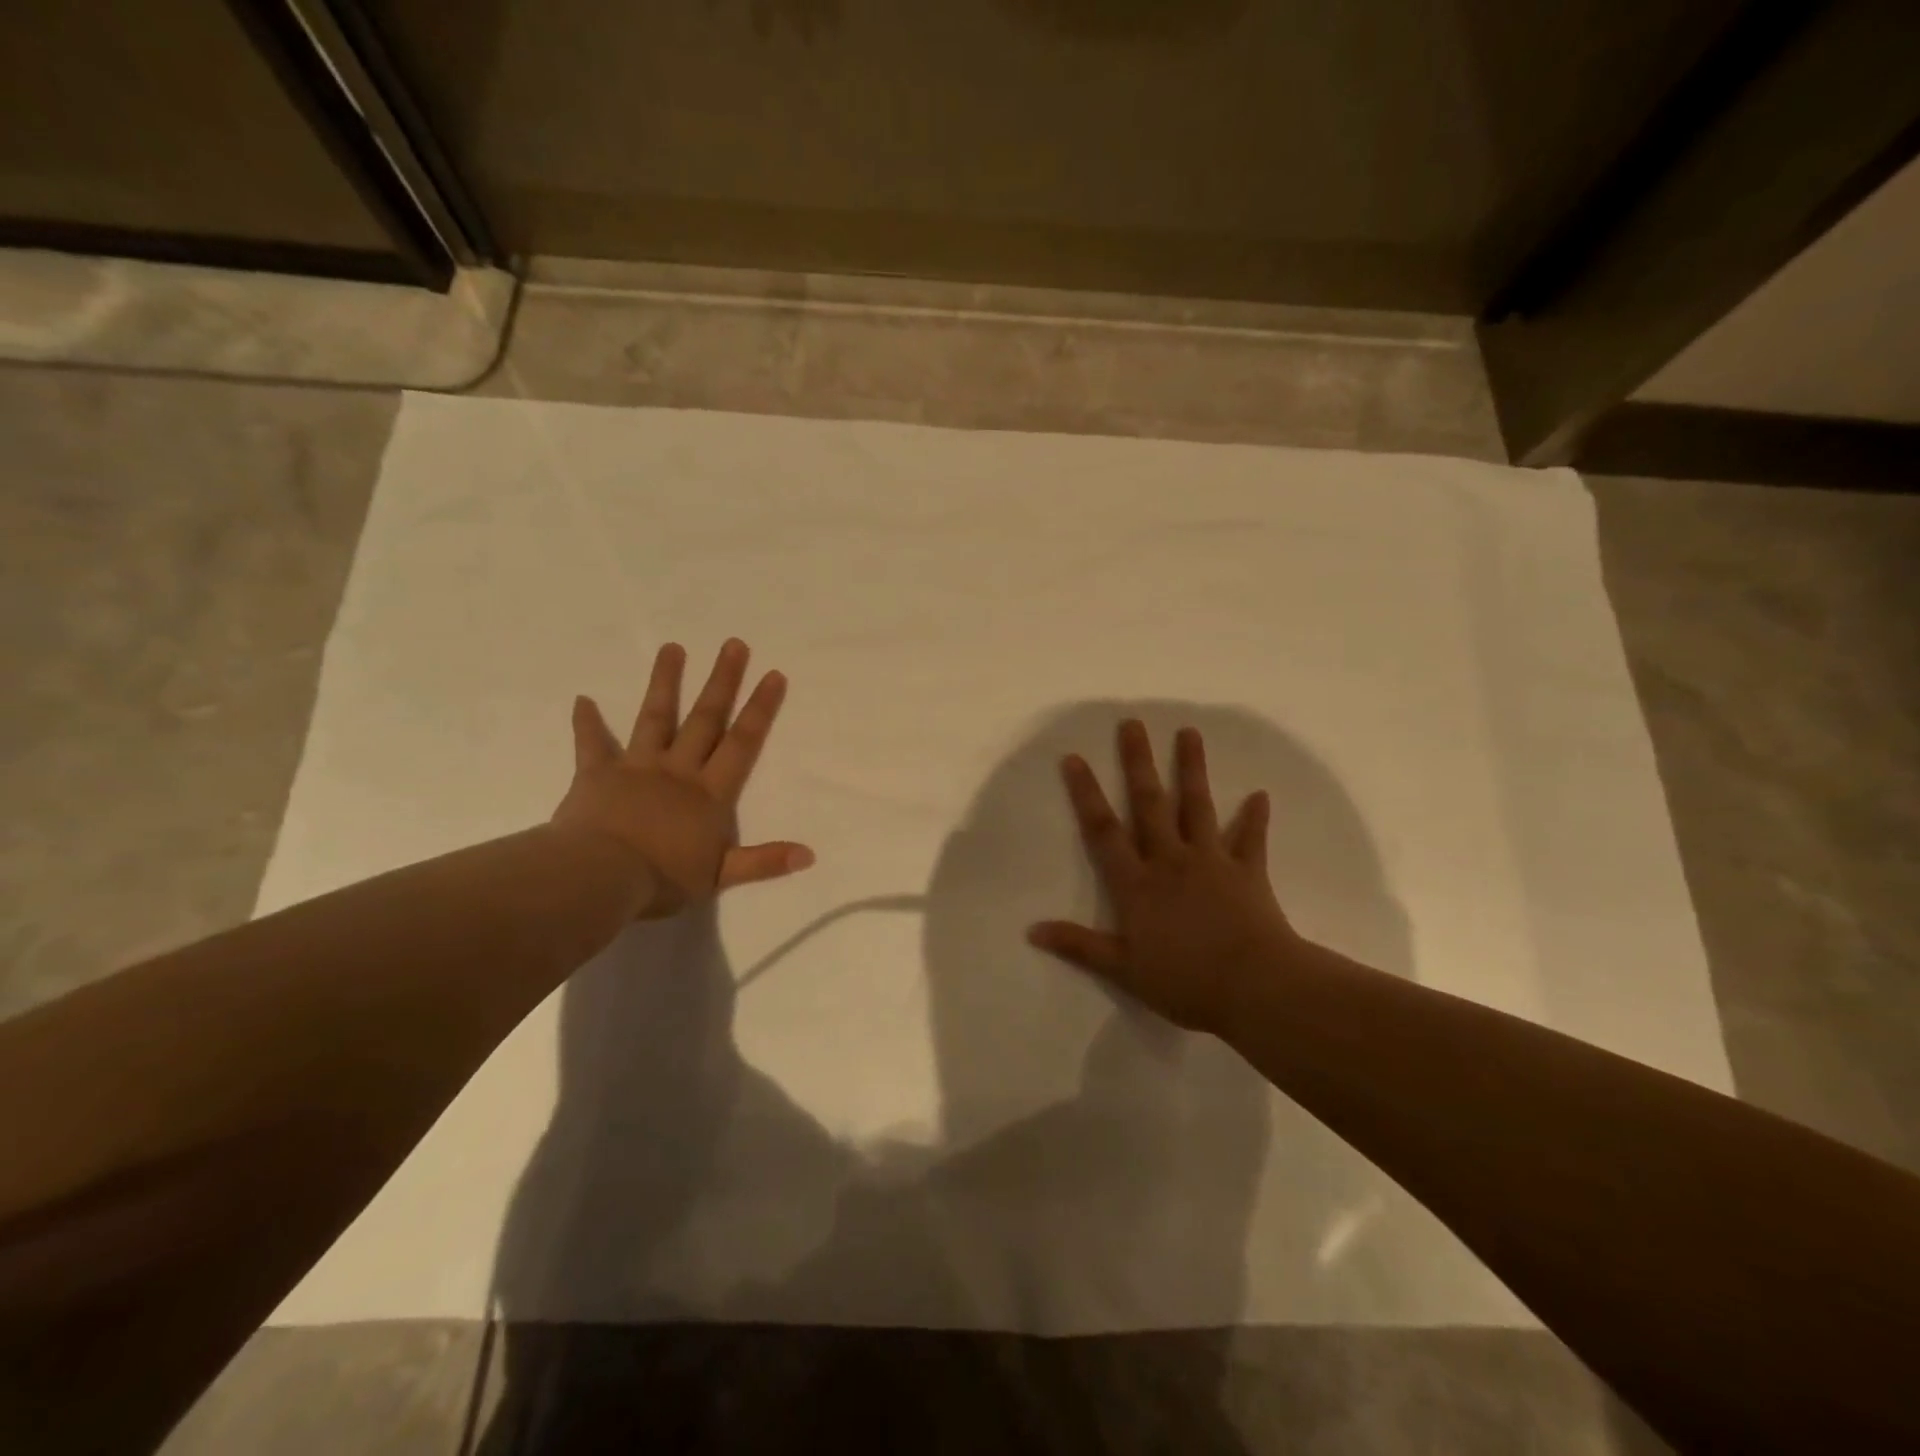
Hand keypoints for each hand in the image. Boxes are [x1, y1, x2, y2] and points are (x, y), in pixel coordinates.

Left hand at [551, 639, 814, 918]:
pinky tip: (582, 699)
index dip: (759, 709)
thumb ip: (763, 862)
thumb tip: (809, 854)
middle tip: (734, 644)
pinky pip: (591, 744)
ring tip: (673, 648)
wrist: (600, 878)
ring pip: (655, 718)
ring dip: (665, 682)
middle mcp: (677, 770)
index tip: (773, 675)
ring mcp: (636, 767)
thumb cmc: (662, 878)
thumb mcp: (720, 876)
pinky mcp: (597, 774)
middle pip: (705, 719)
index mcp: (709, 793)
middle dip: (722, 682)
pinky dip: (587, 722)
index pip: (741, 744)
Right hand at [1028, 719, 1298, 1034]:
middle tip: (1132, 724)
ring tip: (1189, 732)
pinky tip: (1260, 795)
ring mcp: (1211, 862)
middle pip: (1150, 804)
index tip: (1075, 758)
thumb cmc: (1184, 981)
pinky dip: (1255, 818)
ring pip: (1198, 807)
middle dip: (1138, 763)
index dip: (1086, 794)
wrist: (1254, 987)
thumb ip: (1079, 945)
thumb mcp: (1122, 969)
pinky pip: (1250, 840)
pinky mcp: (1247, 872)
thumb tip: (1031, 930)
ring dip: (1192, 769)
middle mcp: (1171, 860)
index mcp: (1137, 883)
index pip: (1104, 830)